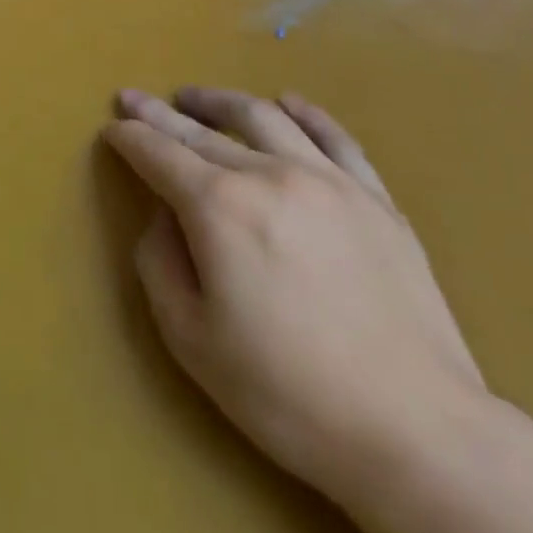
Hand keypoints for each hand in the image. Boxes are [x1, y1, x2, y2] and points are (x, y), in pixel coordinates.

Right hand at [103, 88, 486, 504]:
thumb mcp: (192, 340)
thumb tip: (165, 216)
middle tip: (135, 99)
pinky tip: (288, 103)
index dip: (129, 137)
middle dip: (160, 114)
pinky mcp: (376, 199)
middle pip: (202, 131)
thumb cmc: (289, 394)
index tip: (112, 127)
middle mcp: (269, 174)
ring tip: (195, 96)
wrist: (420, 436)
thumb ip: (160, 264)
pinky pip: (335, 137)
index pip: (159, 153)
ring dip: (220, 101)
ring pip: (263, 117)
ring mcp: (328, 180)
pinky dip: (305, 113)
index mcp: (219, 206)